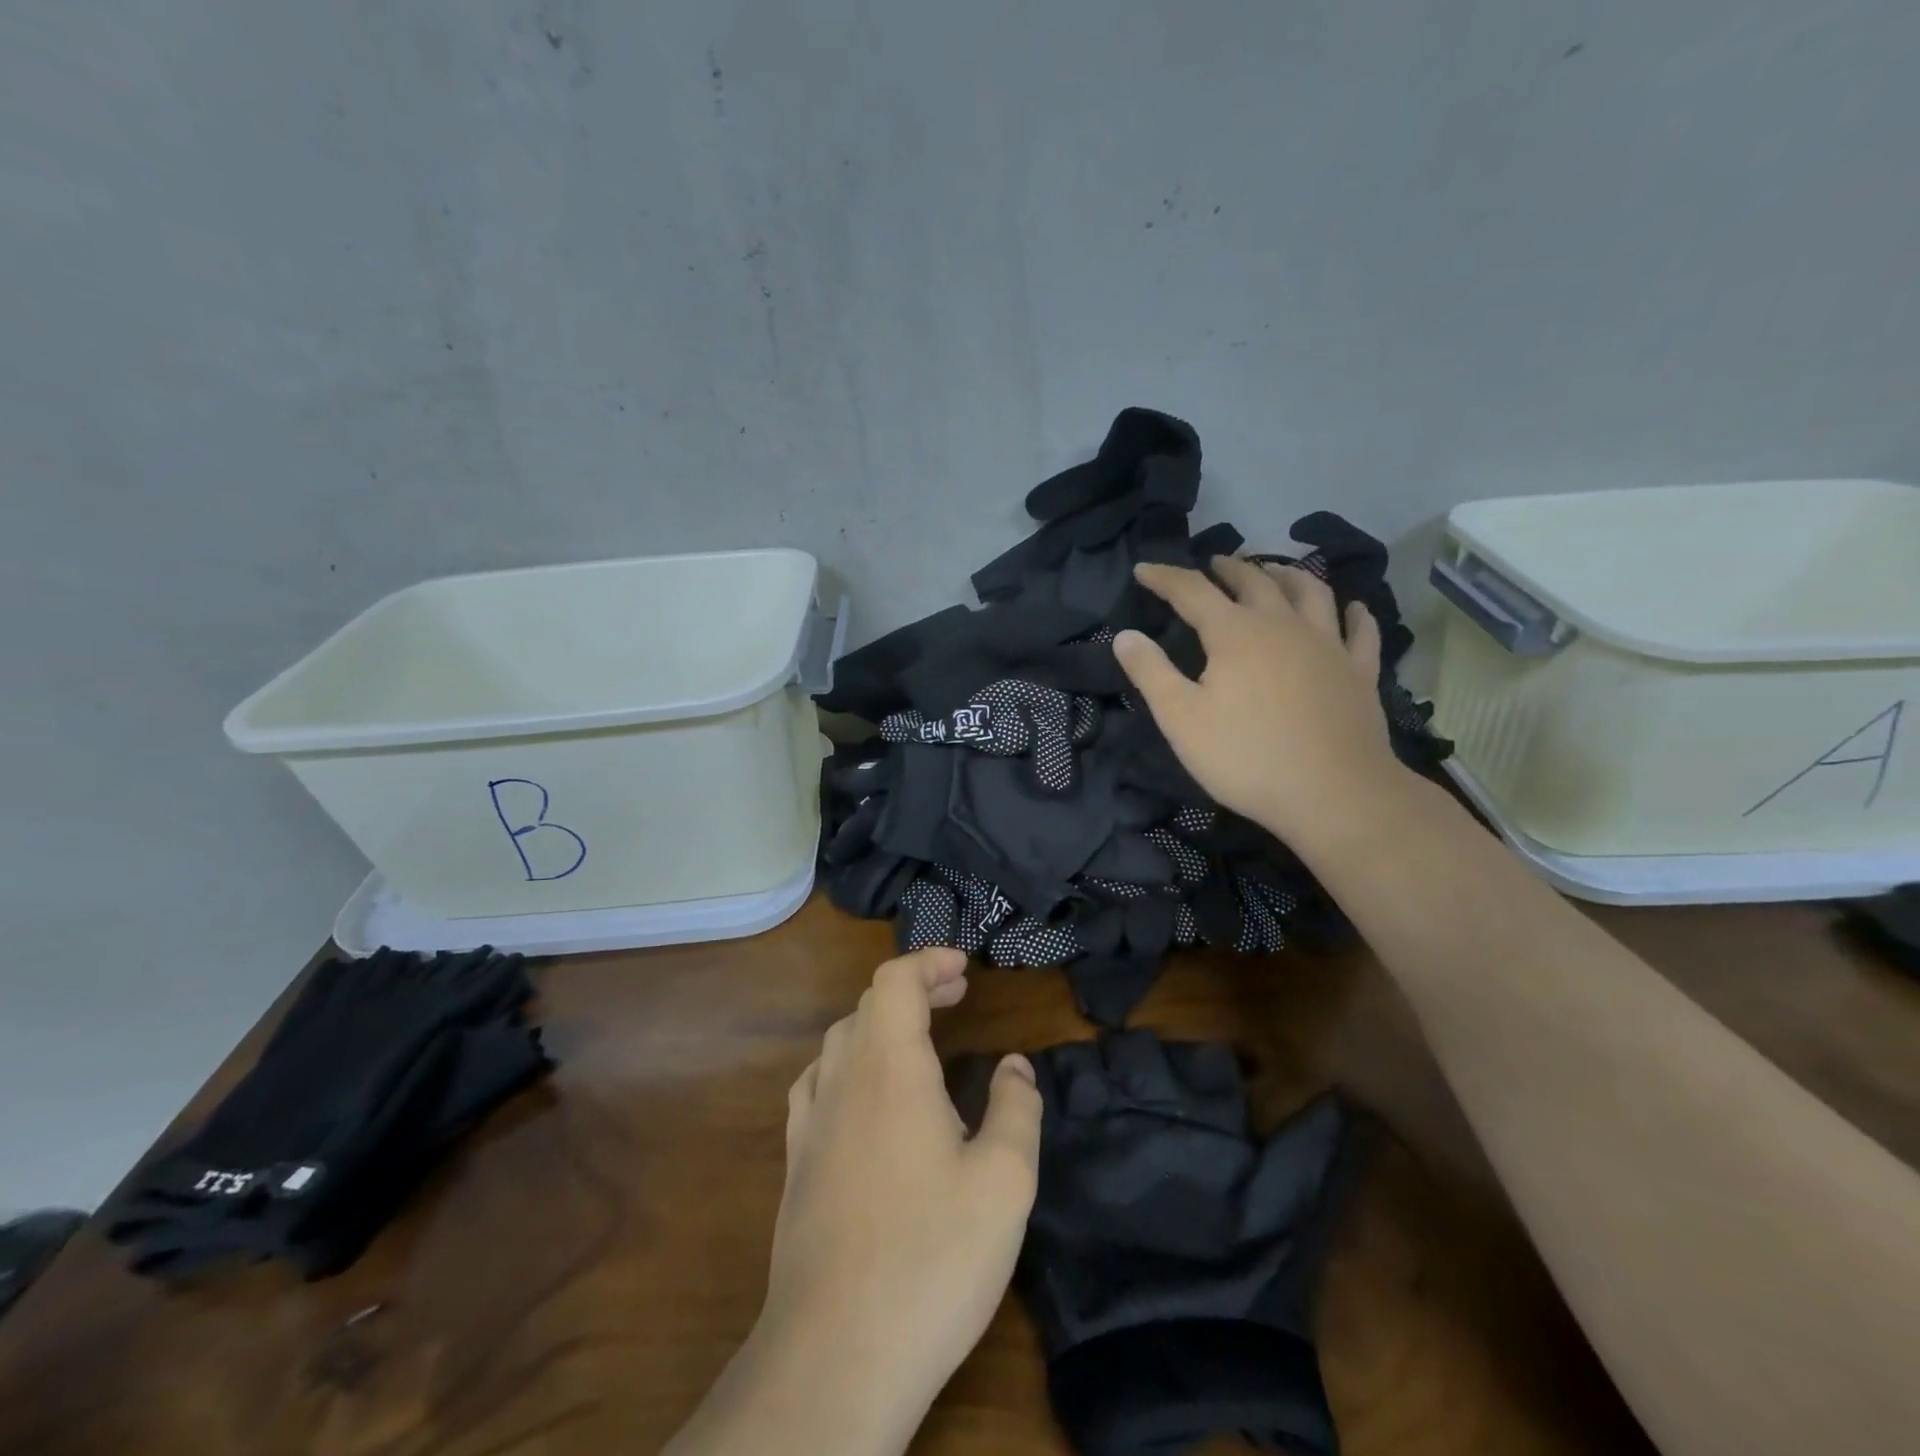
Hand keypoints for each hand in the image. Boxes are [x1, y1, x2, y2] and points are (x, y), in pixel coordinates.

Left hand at [666, 948, 1040, 1455]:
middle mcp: (844, 1080)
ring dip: (881, 1022)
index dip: (929, 962)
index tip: (965, 968)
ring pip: (840, 1039)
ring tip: (919, 1037)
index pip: (896, 981)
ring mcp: (812, 1121)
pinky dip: (847, 1062)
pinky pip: (817, 1082)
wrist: (835, 1355)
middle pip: (869, 1003)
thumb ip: (1016, 1110)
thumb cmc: (931, 1258)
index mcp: (891, 1069)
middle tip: (956, 995)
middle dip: (915, 987)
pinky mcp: (796, 1162)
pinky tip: (863, 1094)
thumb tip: (1016, 1066)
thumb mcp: (1004, 1183)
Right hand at [1113, 556, 1407, 848]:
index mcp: (1234, 633)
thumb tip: (1125, 635)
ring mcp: (1328, 645)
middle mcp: (1282, 625)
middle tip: (1213, 563)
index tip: (1143, 569)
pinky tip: (1353, 609)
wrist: (1333, 794)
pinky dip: (1354, 614)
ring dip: (1288, 574)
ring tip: (1275, 570)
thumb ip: (1150, 672)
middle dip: (1228, 568)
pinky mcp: (1359, 672)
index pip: (1192, 591)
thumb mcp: (1181, 719)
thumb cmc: (1245, 757)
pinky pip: (1360, 632)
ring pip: (1310, 592)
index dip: (1165, 577)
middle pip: (1254, 581)